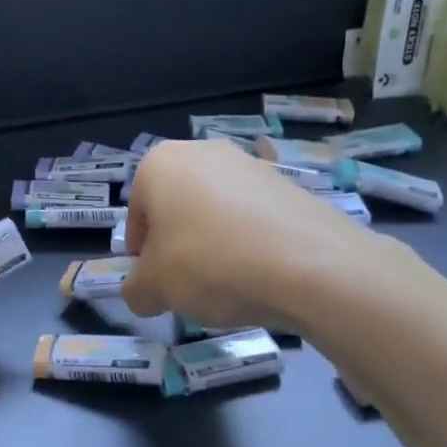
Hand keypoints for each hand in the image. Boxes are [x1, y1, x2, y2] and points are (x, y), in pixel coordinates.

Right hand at [122, 140, 394, 332]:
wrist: (310, 265)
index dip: (140, 252)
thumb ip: (136, 290)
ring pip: (216, 210)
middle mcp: (203, 152)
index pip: (136, 212)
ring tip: (227, 282)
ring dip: (213, 242)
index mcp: (159, 164)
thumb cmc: (209, 263)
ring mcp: (251, 164)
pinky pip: (254, 217)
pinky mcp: (290, 184)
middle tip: (185, 283)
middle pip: (176, 206)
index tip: (153, 281)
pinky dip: (250, 242)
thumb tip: (143, 293)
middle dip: (177, 243)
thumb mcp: (154, 288)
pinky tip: (260, 274)